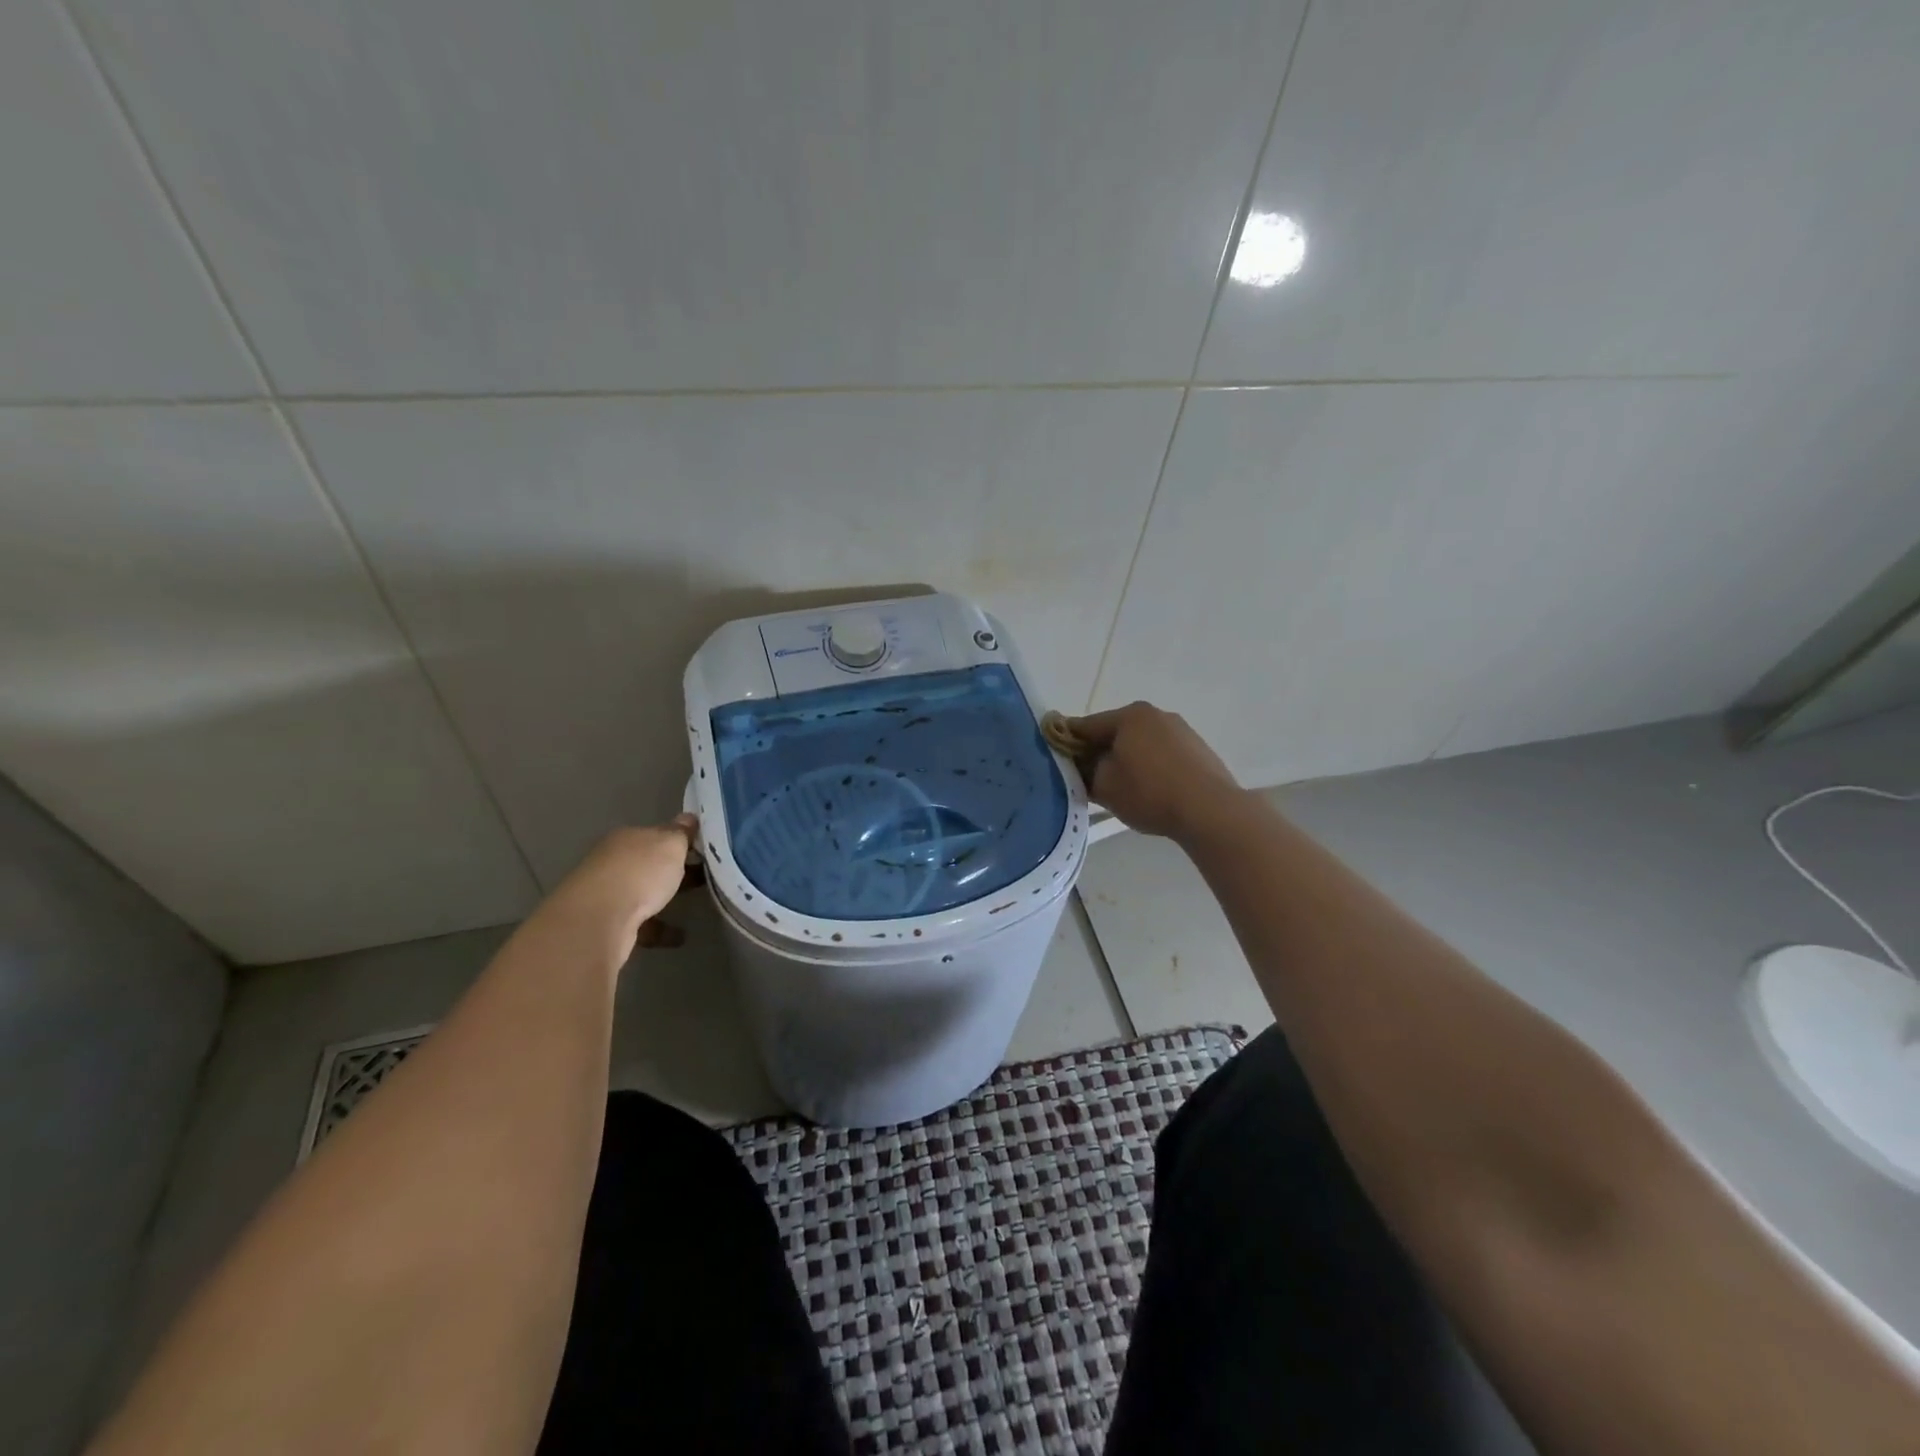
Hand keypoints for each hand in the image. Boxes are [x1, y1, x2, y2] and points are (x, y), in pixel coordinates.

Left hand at [542, 815, 697, 945]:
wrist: (598, 921)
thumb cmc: (639, 873)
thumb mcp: (670, 844)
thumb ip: (681, 833)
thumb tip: (689, 818)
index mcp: (626, 838)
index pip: (656, 833)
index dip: (679, 840)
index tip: (702, 849)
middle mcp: (612, 862)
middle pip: (649, 863)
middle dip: (673, 869)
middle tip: (704, 875)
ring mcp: (607, 894)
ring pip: (643, 892)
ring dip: (665, 898)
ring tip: (694, 904)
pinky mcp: (607, 924)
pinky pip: (641, 923)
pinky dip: (660, 929)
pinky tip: (679, 937)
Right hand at [1062, 703, 1243, 841]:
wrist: (1210, 811)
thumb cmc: (1149, 793)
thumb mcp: (1104, 786)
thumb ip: (1084, 772)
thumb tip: (1079, 766)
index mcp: (1129, 716)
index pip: (1086, 725)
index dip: (1067, 741)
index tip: (1055, 756)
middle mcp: (1155, 714)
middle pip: (1114, 732)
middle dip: (1098, 752)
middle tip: (1085, 777)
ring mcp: (1181, 730)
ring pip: (1140, 743)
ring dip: (1125, 759)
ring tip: (1118, 787)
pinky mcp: (1198, 750)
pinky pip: (1161, 754)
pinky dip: (1149, 767)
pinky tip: (1148, 790)